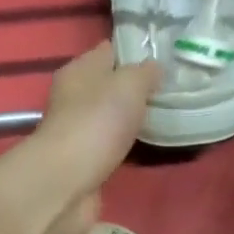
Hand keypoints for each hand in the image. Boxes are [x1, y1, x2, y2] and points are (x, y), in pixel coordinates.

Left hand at [0, 42, 159, 233]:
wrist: (67, 181)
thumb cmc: (97, 123)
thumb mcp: (129, 84)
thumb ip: (145, 73)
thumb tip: (154, 68)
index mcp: (79, 70)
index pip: (108, 52)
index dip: (133, 53)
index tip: (162, 60)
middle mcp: (73, 97)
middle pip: (108, 86)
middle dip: (134, 90)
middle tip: (167, 93)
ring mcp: (76, 131)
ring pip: (108, 117)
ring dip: (128, 120)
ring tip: (161, 120)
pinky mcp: (82, 161)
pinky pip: (108, 146)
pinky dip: (123, 146)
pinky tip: (142, 148)